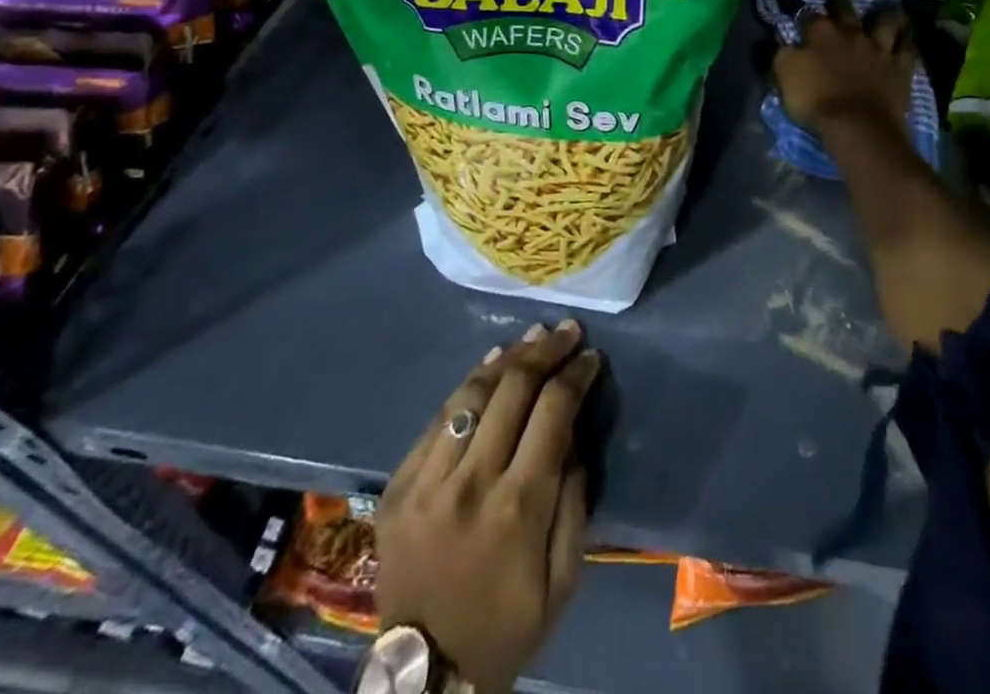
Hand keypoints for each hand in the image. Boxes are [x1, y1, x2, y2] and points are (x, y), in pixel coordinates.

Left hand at [376, 321, 600, 693]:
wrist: (423, 677)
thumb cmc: (506, 627)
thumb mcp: (563, 580)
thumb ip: (574, 503)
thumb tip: (572, 438)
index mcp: (518, 508)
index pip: (553, 412)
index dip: (575, 375)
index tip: (591, 358)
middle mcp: (471, 483)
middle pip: (512, 390)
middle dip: (545, 351)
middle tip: (566, 331)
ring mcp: (428, 482)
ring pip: (472, 394)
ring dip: (507, 358)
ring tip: (532, 337)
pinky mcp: (398, 485)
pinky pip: (438, 418)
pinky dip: (467, 385)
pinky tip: (489, 366)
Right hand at [773, 0, 915, 134]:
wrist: (857, 126)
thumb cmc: (816, 100)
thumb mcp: (785, 75)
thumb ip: (784, 53)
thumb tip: (785, 40)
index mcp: (821, 35)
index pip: (809, 16)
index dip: (802, 12)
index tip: (799, 10)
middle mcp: (851, 34)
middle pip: (845, 10)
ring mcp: (879, 49)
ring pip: (884, 23)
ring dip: (884, 14)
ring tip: (885, 8)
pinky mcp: (900, 68)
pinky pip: (907, 49)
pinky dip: (907, 40)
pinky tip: (908, 36)